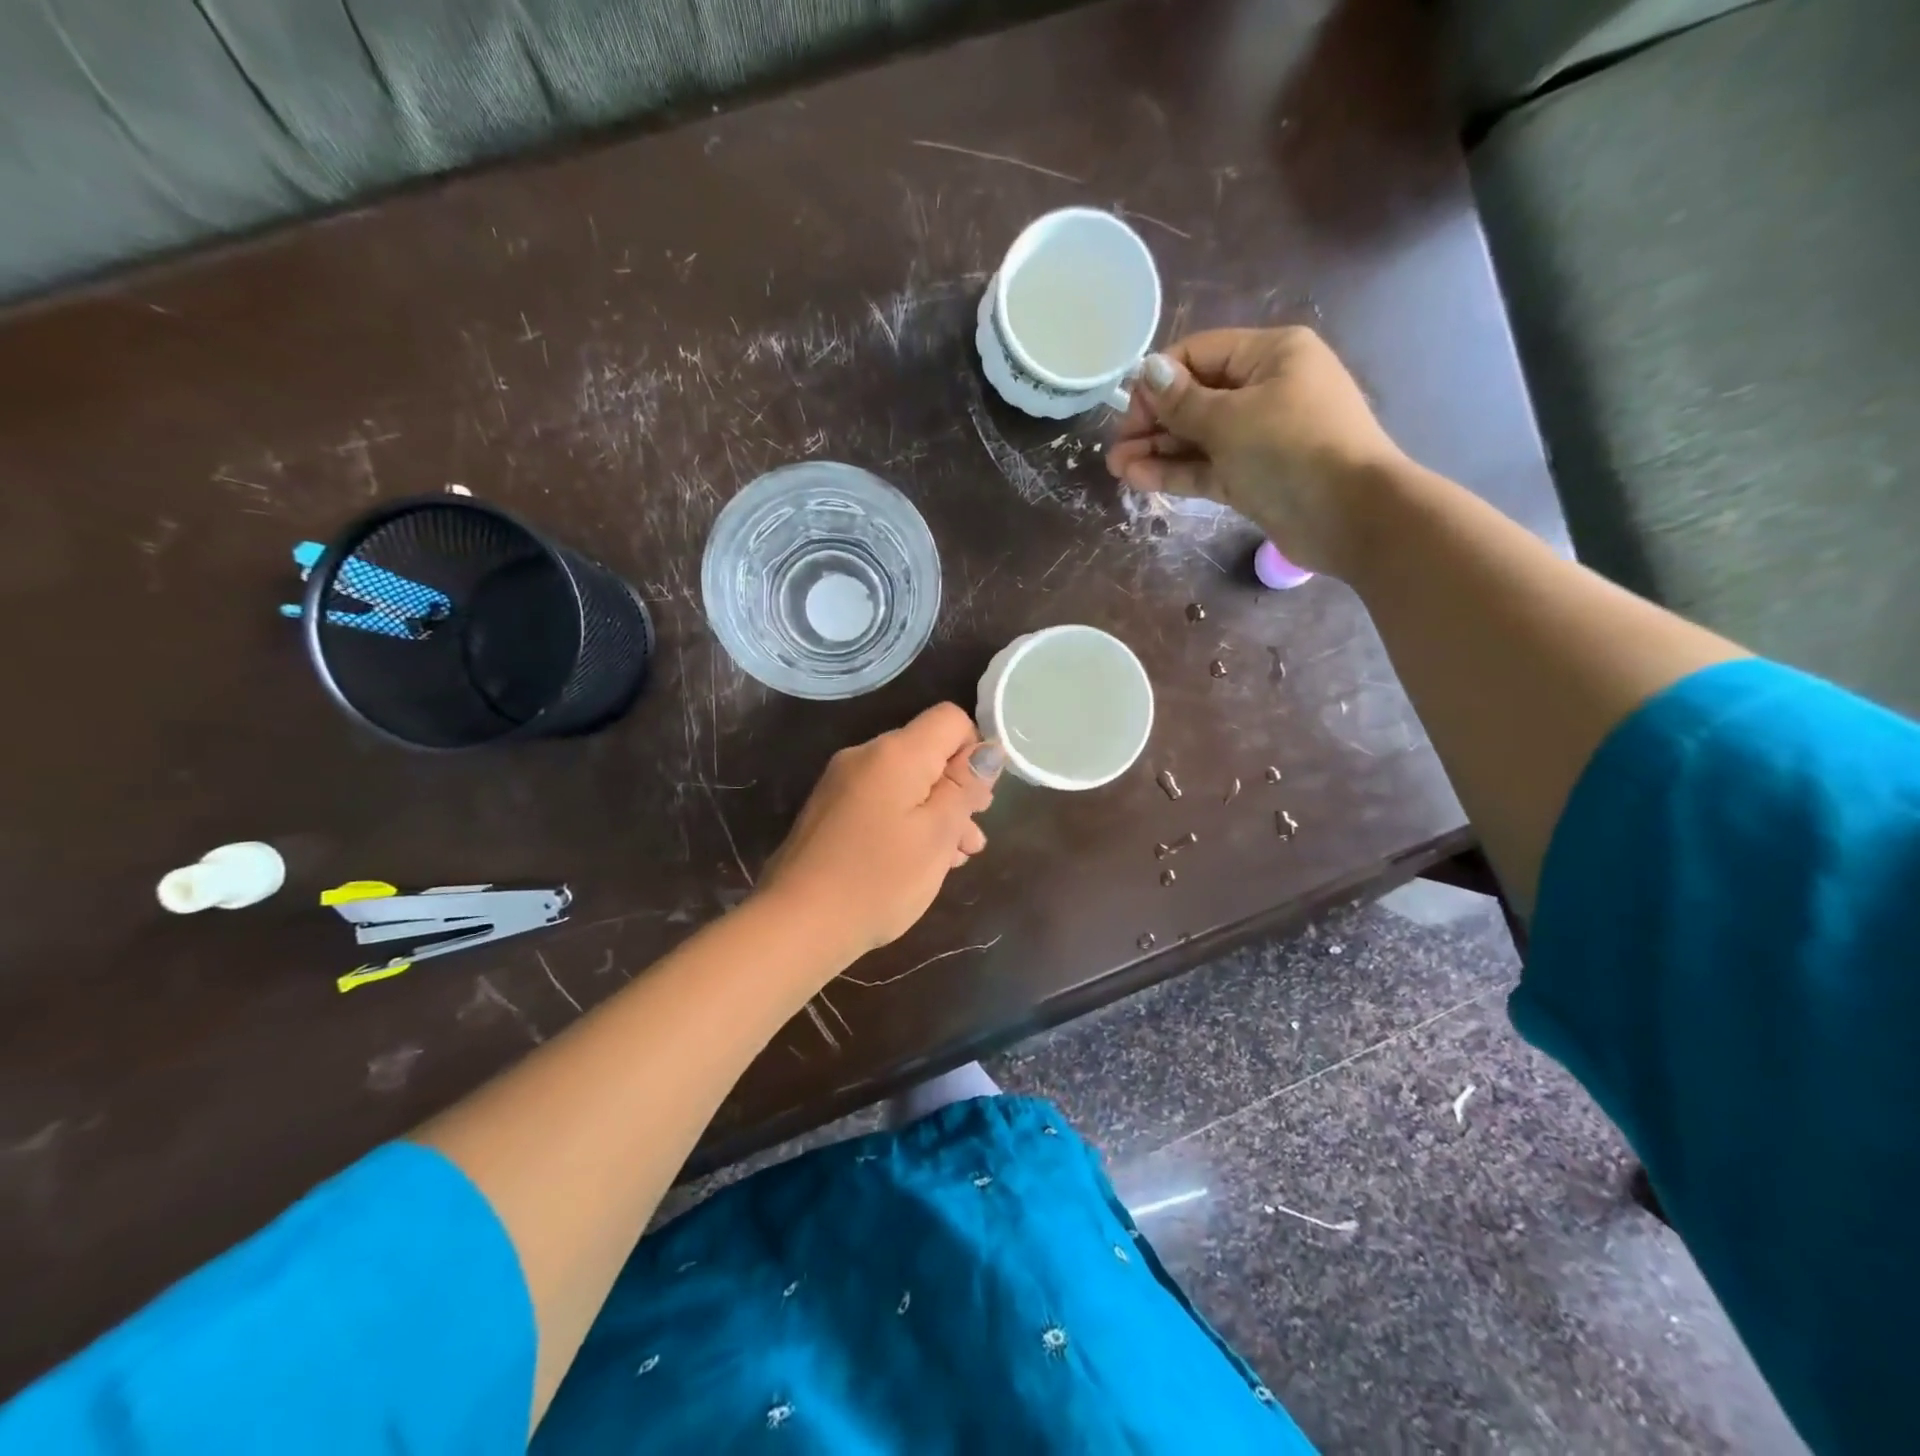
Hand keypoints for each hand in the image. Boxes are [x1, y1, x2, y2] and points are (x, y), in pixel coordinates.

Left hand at [757, 704, 1003, 964]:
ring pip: (906, 781)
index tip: (980, 799)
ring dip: (937, 811)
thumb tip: (988, 750)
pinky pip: (882, 801)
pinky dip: (908, 821)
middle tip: (973, 835)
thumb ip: (964, 787)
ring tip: (957, 857)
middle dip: (958, 789)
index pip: (950, 719)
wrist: (797, 924)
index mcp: (895, 753)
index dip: (975, 752)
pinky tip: (921, 860)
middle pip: (928, 752)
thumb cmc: (879, 879)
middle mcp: (865, 755)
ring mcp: (842, 783)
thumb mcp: (937, 834)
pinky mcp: (830, 811)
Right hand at [1106, 327, 1408, 576]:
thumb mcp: (1230, 418)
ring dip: (1157, 451)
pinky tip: (1138, 479)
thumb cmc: (1292, 449)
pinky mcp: (1252, 477)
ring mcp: (1258, 437)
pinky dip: (1176, 472)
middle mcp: (1264, 389)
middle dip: (1153, 422)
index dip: (1159, 380)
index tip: (1129, 412)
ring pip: (1197, 438)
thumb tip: (1146, 370)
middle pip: (1195, 398)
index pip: (1199, 354)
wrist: (1350, 515)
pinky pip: (1207, 468)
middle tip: (1115, 449)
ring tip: (1117, 469)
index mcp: (1270, 355)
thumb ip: (1182, 400)